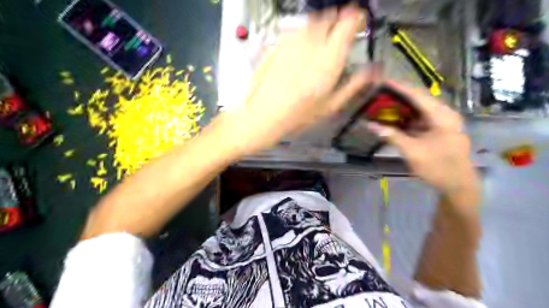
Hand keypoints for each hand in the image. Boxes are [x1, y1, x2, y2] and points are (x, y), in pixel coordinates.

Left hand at [223, 5, 373, 155]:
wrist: (264, 113)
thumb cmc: (297, 114)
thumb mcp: (332, 104)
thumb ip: (356, 83)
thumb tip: (374, 71)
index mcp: (330, 56)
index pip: (350, 20)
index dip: (358, 19)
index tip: (359, 24)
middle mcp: (312, 42)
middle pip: (331, 16)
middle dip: (338, 22)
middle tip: (338, 38)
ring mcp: (293, 41)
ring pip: (313, 20)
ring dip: (320, 27)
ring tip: (319, 45)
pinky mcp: (278, 43)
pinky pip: (296, 30)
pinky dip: (303, 34)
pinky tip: (301, 52)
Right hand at [369, 80, 480, 197]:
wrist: (458, 185)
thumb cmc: (437, 166)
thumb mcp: (412, 151)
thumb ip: (391, 135)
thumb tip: (370, 125)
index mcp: (442, 116)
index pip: (418, 95)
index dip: (400, 87)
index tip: (383, 81)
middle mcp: (445, 114)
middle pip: (420, 100)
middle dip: (400, 96)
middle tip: (381, 94)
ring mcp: (443, 123)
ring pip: (420, 109)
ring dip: (403, 107)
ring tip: (385, 104)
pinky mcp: (440, 131)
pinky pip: (421, 119)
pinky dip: (408, 118)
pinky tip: (396, 119)